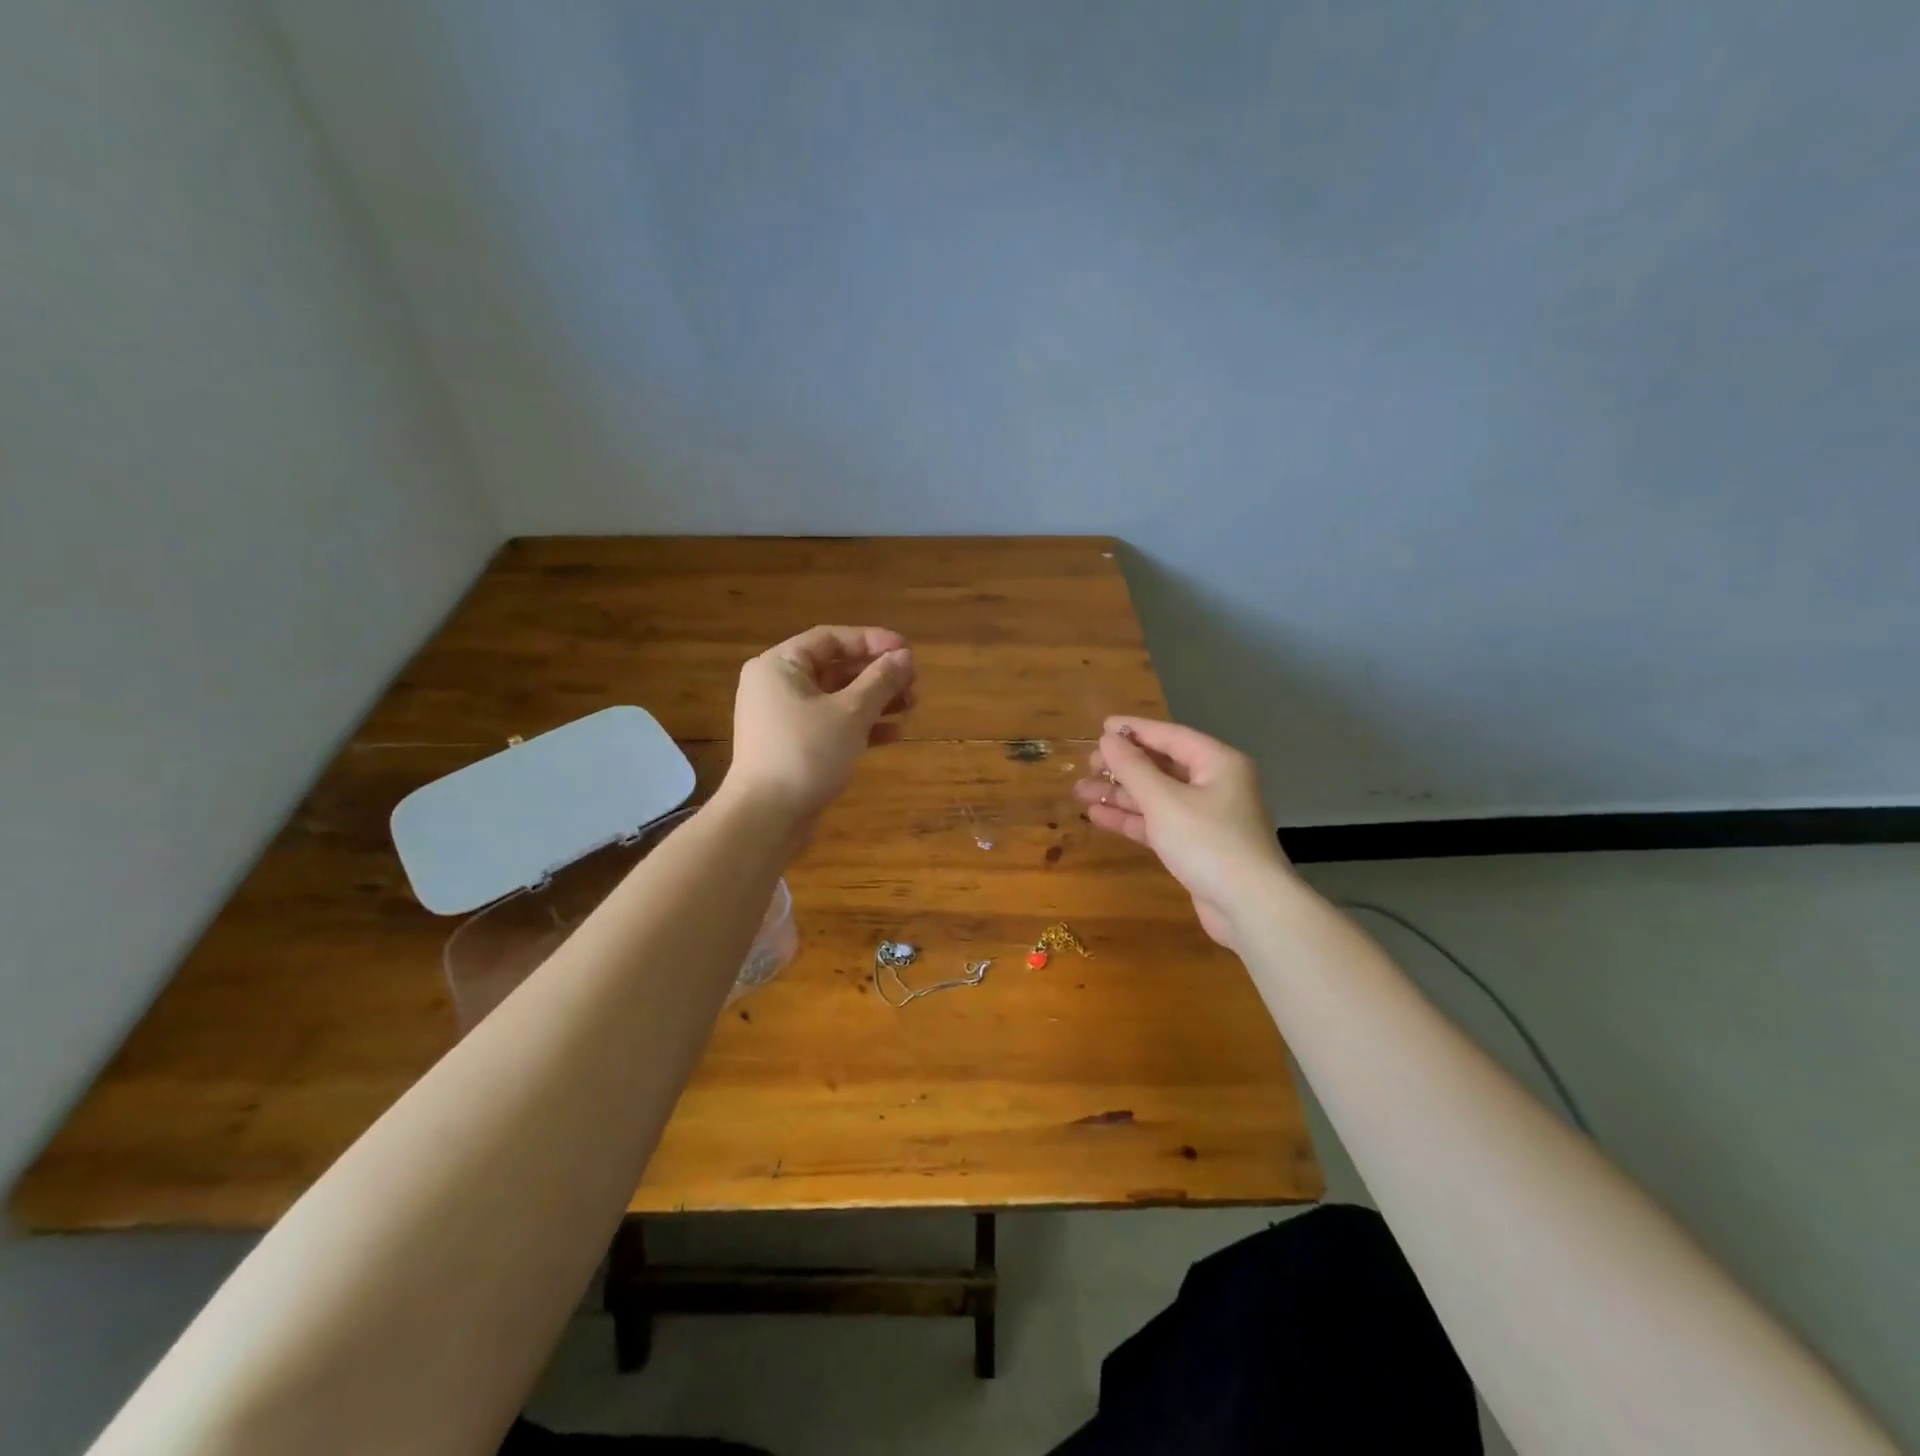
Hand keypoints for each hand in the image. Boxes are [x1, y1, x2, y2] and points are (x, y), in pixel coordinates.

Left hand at [722, 625, 915, 839]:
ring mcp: (784, 719)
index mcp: (780, 666)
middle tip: (913, 682)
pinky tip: (894, 734)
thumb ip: (880, 681)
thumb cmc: (806, 753)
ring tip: (911, 706)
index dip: (872, 641)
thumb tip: (904, 656)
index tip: (907, 651)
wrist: (767, 817)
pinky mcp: (794, 747)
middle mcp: (778, 686)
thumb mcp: (850, 713)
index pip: (831, 639)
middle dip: (877, 674)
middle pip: (835, 668)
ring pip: (837, 699)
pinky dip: (860, 726)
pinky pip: (832, 725)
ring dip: (875, 700)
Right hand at [1073, 716, 1292, 949]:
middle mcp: (1214, 784)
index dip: (1134, 730)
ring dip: (1120, 794)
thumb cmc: (1208, 842)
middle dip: (1122, 766)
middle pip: (1162, 766)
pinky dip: (1131, 818)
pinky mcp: (1195, 845)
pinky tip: (1098, 816)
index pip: (1170, 736)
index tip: (1101, 727)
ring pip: (1156, 796)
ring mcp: (1205, 817)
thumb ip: (1133, 768)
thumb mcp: (1164, 800)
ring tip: (1080, 791)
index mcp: (1217, 762)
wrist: (1249, 907)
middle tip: (1087, 765)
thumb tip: (1108, 739)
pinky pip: (1158, 822)